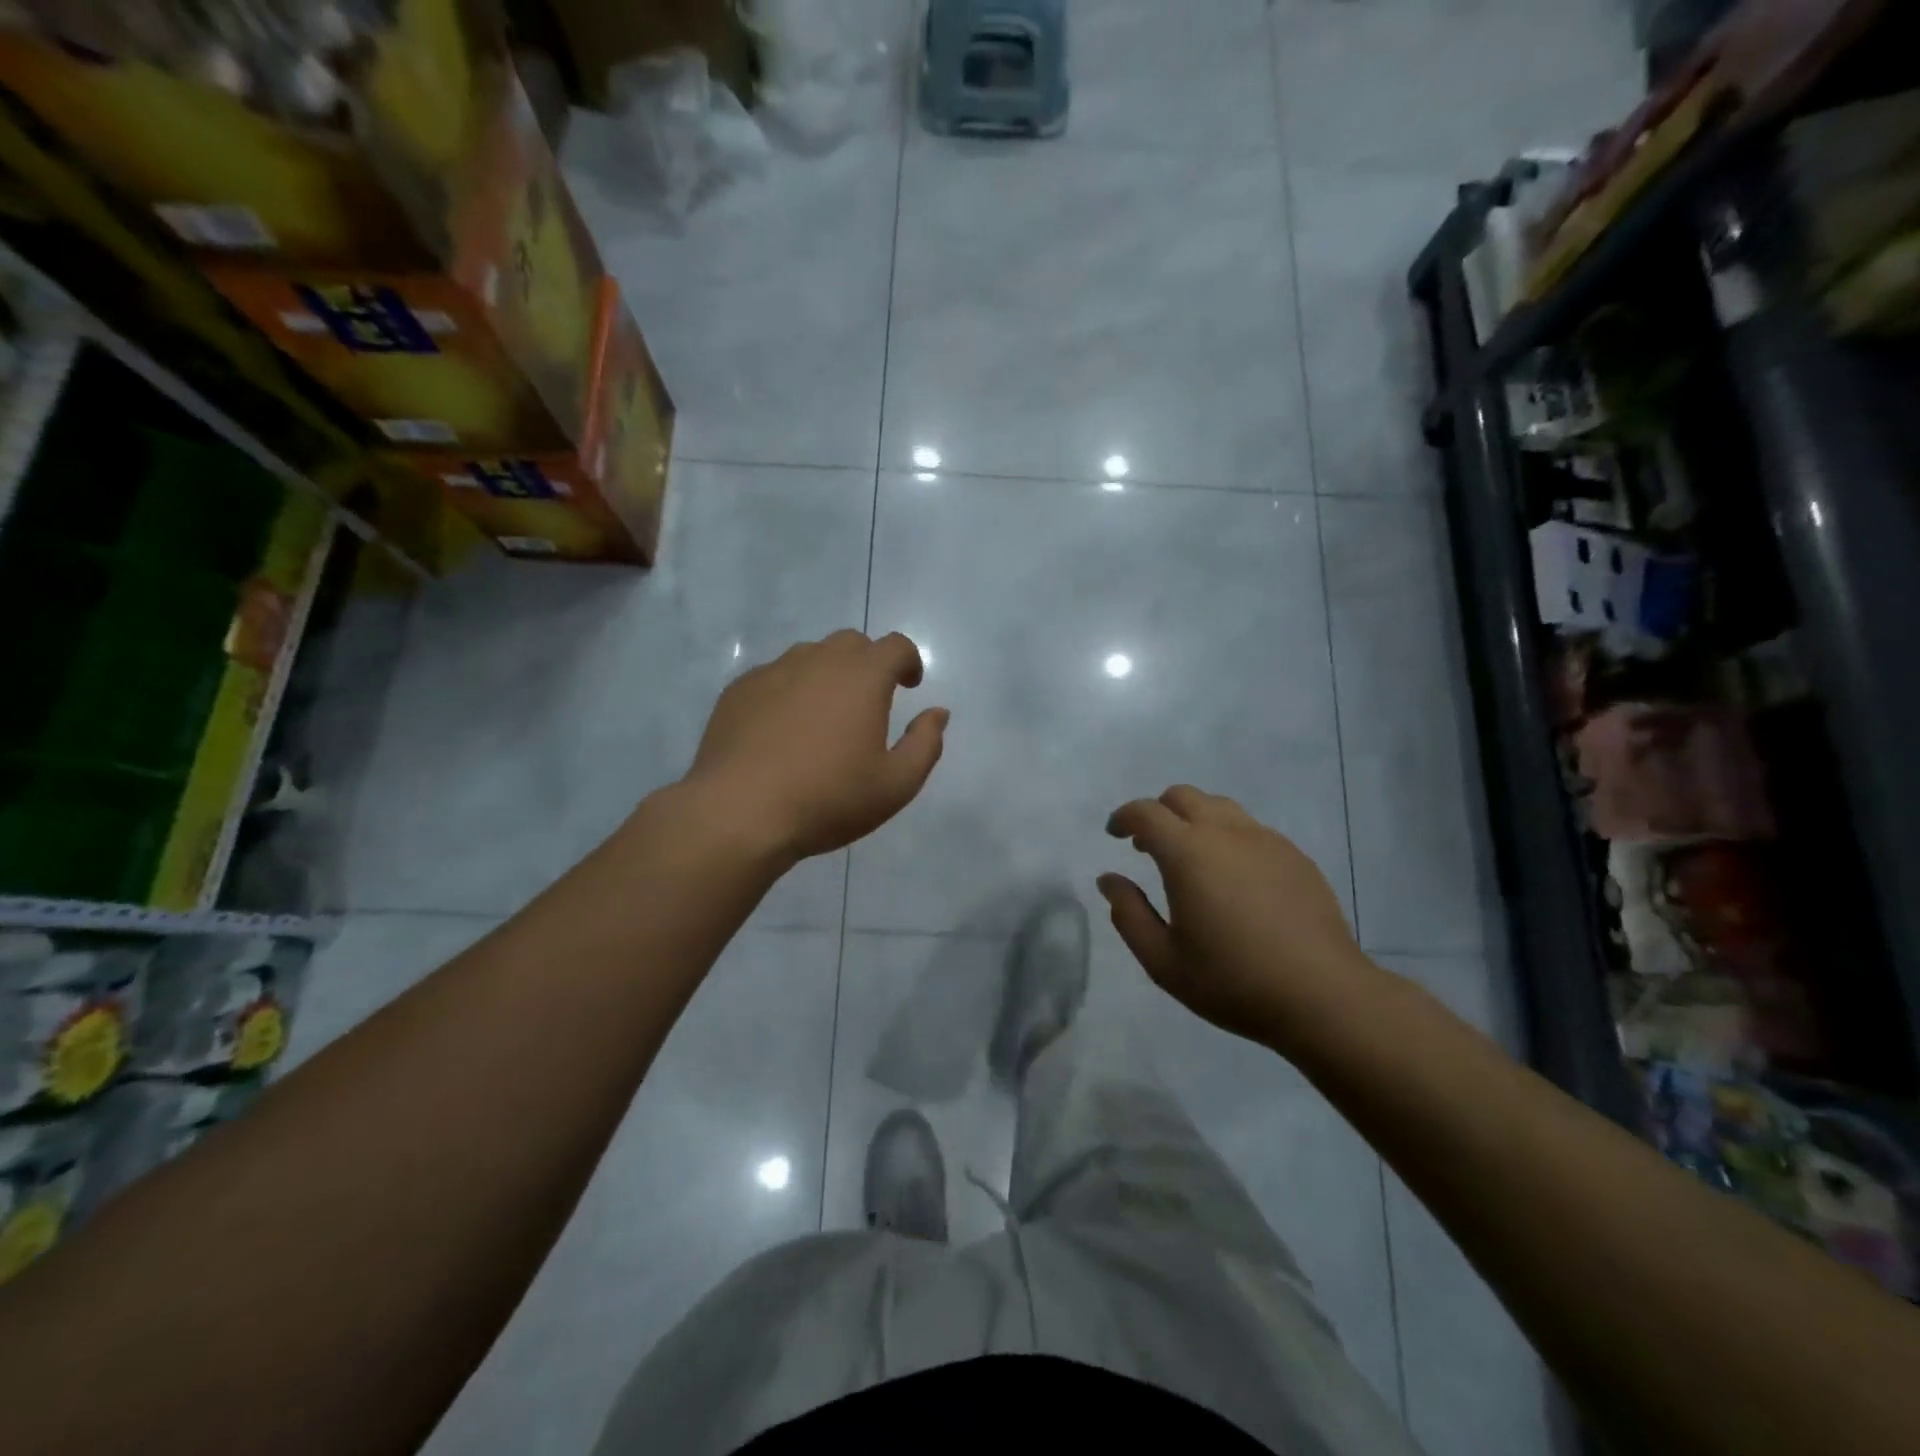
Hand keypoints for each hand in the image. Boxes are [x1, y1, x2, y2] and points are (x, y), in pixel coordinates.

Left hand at [685, 630, 948, 862]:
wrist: (740, 812)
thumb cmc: (828, 798)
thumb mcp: (896, 785)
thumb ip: (925, 744)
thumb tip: (937, 713)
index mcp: (862, 677)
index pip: (895, 646)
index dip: (908, 661)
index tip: (909, 685)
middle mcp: (818, 660)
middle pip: (851, 643)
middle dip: (868, 664)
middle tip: (869, 702)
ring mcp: (773, 671)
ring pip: (809, 656)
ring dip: (827, 675)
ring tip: (824, 716)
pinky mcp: (739, 690)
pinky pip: (774, 677)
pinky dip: (789, 691)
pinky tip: (783, 730)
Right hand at [1098, 785, 1377, 1053]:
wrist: (1323, 996)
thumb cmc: (1233, 981)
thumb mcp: (1163, 961)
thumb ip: (1129, 915)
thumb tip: (1109, 880)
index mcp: (1188, 853)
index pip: (1146, 813)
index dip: (1124, 817)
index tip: (1114, 834)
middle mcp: (1226, 833)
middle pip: (1183, 796)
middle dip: (1158, 812)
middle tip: (1148, 846)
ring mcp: (1266, 841)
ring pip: (1220, 807)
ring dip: (1194, 820)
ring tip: (1191, 859)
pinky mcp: (1295, 856)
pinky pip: (1251, 830)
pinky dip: (1228, 837)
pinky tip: (1233, 879)